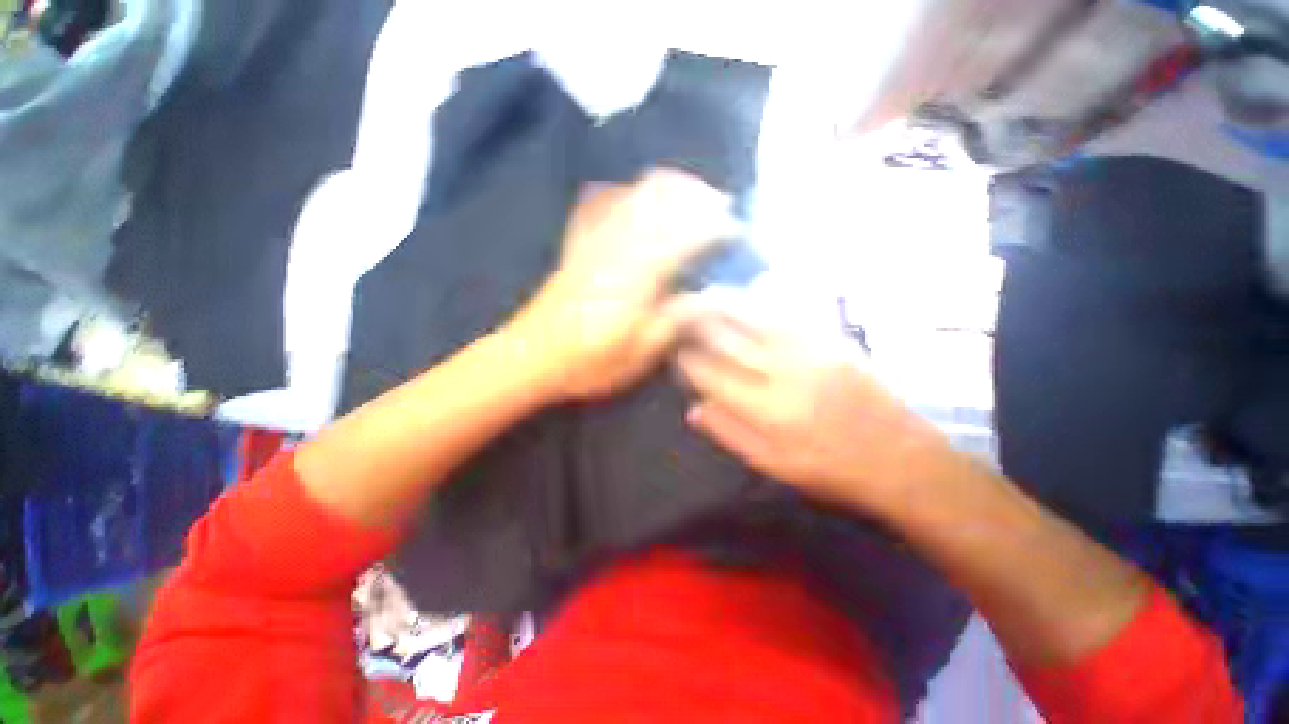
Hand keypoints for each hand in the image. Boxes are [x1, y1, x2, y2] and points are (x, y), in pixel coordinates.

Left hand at [507, 169, 735, 399]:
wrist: (531, 356)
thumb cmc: (588, 363)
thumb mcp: (639, 354)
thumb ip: (676, 320)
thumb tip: (712, 296)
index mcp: (636, 276)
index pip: (686, 235)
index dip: (716, 227)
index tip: (737, 233)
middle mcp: (617, 246)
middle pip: (661, 198)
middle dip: (698, 195)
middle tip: (721, 207)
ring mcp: (593, 239)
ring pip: (635, 192)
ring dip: (670, 187)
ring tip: (693, 197)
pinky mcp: (578, 242)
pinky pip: (604, 200)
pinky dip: (630, 191)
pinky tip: (640, 198)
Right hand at [673, 289, 954, 516]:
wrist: (900, 456)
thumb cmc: (831, 468)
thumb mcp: (774, 465)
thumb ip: (730, 433)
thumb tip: (693, 408)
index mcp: (767, 410)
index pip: (712, 375)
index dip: (688, 361)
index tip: (674, 351)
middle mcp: (783, 372)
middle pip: (728, 339)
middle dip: (698, 323)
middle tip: (678, 312)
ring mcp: (809, 350)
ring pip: (753, 317)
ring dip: (724, 304)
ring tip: (703, 295)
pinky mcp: (830, 339)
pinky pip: (786, 312)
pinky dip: (759, 302)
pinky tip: (746, 296)